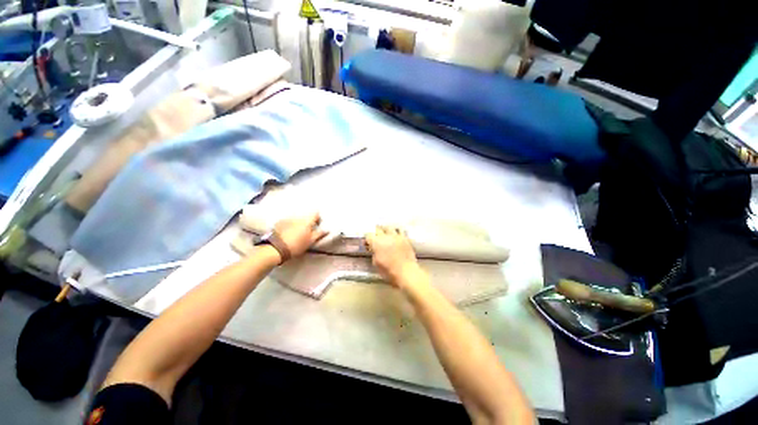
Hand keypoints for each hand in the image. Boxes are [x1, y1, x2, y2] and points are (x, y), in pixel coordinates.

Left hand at [273, 213, 327, 258]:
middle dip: (307, 222)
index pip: (316, 213)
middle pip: (306, 216)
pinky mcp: (279, 222)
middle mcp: (298, 217)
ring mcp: (287, 219)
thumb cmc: (297, 245)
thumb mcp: (310, 241)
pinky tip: (287, 233)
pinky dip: (289, 225)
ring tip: (296, 233)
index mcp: (307, 221)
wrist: (276, 249)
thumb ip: (319, 234)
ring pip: (296, 219)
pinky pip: (288, 221)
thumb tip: (326, 230)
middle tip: (307, 232)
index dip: (317, 218)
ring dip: (298, 224)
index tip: (317, 225)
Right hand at [365, 226, 423, 287]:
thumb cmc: (389, 271)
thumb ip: (374, 253)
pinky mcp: (405, 238)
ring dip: (386, 231)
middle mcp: (386, 236)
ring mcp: (396, 236)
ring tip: (386, 236)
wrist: (406, 272)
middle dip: (375, 233)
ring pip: (389, 227)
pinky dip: (396, 234)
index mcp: (377, 242)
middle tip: (376, 238)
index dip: (367, 238)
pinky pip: (399, 231)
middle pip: (378, 229)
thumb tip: (374, 249)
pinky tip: (395, 238)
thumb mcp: (376, 263)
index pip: (368, 234)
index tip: (368, 242)